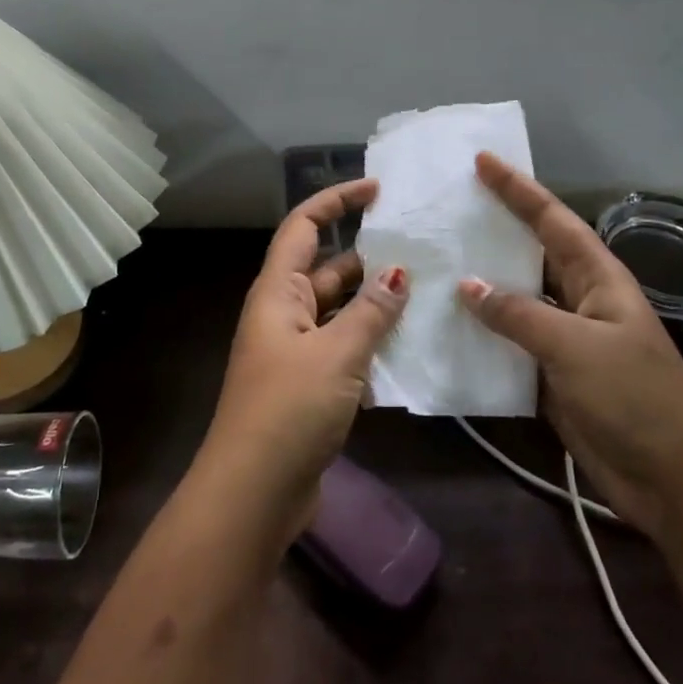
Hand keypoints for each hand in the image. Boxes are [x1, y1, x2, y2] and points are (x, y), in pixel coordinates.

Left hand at [197, 179, 409, 543]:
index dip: (336, 201)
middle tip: (422, 251)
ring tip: (428, 295)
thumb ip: (370, 312)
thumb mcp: (336, 354)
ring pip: (341, 312)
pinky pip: (345, 350)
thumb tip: (398, 273)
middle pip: (327, 269)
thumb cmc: (288, 409)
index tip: (377, 189)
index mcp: (277, 292)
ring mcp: (296, 351)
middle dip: (369, 258)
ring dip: (376, 306)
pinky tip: (411, 350)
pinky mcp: (309, 385)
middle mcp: (284, 313)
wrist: (253, 493)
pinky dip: (372, 346)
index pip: (304, 226)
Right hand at [456, 152, 682, 534]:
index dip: (518, 189)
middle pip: (531, 252)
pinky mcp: (550, 374)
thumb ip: (519, 314)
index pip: (552, 220)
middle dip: (495, 227)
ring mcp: (564, 338)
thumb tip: (467, 285)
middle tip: (450, 205)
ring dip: (481, 283)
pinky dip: (481, 332)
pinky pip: (508, 342)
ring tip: (436, 258)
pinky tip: (446, 323)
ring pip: (515, 298)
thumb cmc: (634, 398)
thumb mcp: (576, 348)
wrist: (671, 480)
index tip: (482, 161)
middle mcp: (580, 299)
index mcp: (598, 279)